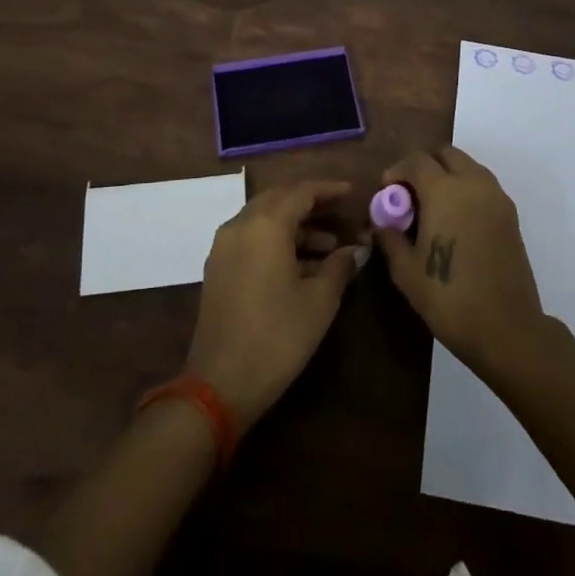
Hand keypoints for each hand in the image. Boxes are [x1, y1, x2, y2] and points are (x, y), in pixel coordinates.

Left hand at [186, 179, 363, 428]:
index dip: (328, 190)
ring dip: (295, 225)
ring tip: (330, 246)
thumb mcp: (319, 301)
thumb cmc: (277, 337)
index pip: (301, 192)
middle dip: (310, 203)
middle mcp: (240, 225)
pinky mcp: (218, 268)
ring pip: (264, 219)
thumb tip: (356, 250)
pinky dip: (276, 240)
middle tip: (340, 213)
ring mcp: (224, 247)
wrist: (219, 384)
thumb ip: (339, 266)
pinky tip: (302, 264)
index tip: (351, 193)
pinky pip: (251, 238)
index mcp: (265, 225)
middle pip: (279, 199)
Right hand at [372, 146, 545, 374]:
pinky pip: (483, 186)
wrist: (506, 328)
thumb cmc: (449, 297)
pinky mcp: (510, 214)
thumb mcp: (406, 271)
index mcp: (444, 190)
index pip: (416, 160)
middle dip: (424, 167)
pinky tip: (456, 222)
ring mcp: (496, 197)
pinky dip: (466, 190)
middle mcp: (473, 183)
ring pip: (468, 167)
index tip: (387, 193)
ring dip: (448, 176)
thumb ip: (390, 237)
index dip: (397, 171)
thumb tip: (381, 222)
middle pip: (446, 154)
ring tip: (433, 209)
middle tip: (410, 196)